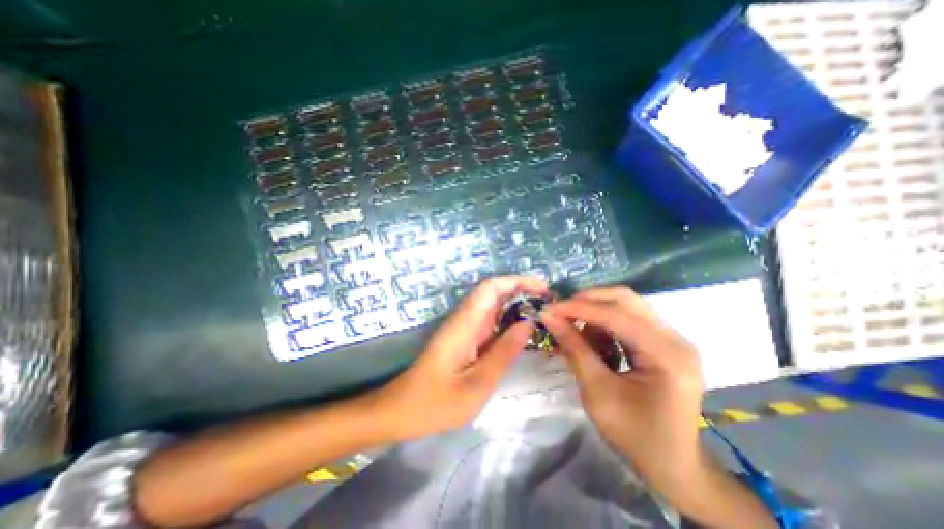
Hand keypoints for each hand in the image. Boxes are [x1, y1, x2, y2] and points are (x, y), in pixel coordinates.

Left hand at [378, 278, 545, 441]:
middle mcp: (464, 319)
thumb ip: (503, 353)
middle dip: (521, 291)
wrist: (401, 411)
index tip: (543, 289)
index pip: (491, 288)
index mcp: (465, 324)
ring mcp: (463, 328)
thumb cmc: (435, 403)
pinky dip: (507, 321)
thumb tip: (528, 324)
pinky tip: (523, 332)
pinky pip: (489, 322)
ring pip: (493, 307)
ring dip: (516, 305)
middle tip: (549, 304)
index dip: (517, 281)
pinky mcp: (464, 339)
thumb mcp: (476, 384)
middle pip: (493, 293)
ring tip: (543, 315)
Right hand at [538, 287, 707, 500]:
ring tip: (574, 328)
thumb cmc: (635, 436)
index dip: (579, 308)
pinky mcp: (664, 342)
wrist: (674, 466)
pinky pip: (629, 319)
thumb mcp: (598, 393)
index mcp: (667, 355)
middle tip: (560, 312)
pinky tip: (593, 339)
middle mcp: (675, 338)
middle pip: (625, 299)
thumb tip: (549, 317)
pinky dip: (605, 323)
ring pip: (626, 305)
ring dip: (595, 311)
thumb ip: (574, 349)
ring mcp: (672, 338)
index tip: (549, 309)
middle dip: (587, 301)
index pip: (617, 315)